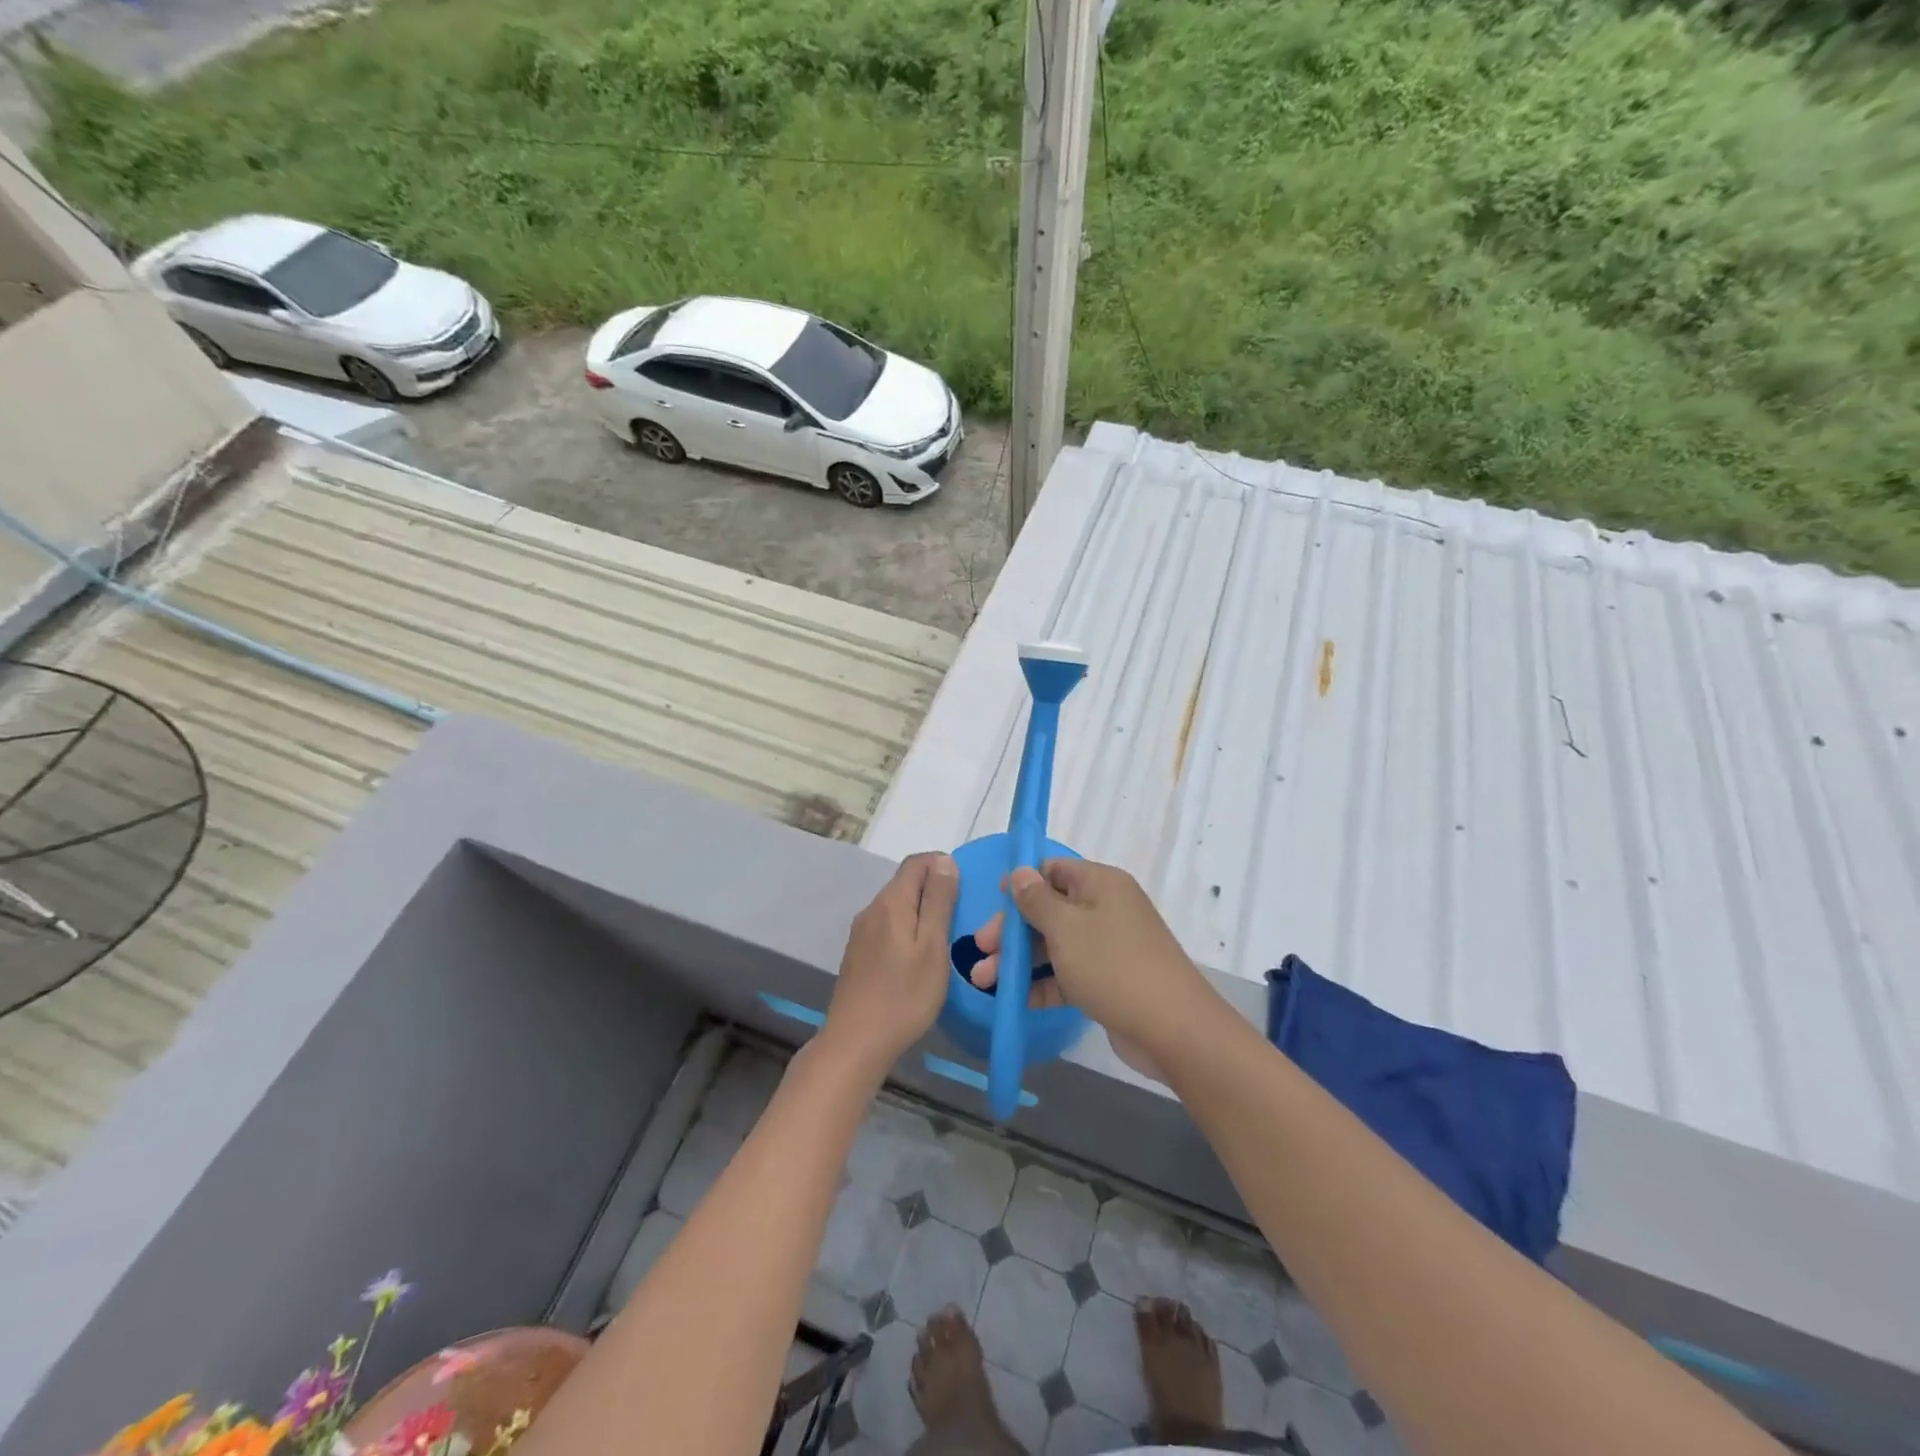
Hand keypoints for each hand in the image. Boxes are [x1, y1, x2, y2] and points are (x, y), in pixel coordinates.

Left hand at [823, 852, 959, 1075]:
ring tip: (945, 936)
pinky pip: (888, 927)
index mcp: (891, 902)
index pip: (917, 862)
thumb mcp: (932, 945)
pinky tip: (919, 956)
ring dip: (921, 911)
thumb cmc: (904, 994)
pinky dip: (907, 929)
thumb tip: (944, 861)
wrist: (856, 1042)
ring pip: (896, 906)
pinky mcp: (858, 954)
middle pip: (905, 883)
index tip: (966, 887)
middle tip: (961, 915)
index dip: (942, 865)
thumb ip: (938, 901)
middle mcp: (871, 909)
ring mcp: (861, 933)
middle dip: (934, 888)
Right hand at [968, 859, 1206, 1064]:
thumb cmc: (1113, 966)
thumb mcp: (1066, 928)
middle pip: (1049, 910)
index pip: (1053, 870)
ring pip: (1055, 945)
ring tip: (983, 981)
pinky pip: (1068, 973)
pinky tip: (1014, 1000)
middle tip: (980, 950)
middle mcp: (1106, 908)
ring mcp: (1109, 946)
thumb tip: (1019, 872)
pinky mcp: (1109, 980)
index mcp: (1100, 883)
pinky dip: (1043, 983)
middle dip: (1012, 930)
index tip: (992, 902)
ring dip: (1020, 961)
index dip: (1020, 883)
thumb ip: (1036, 900)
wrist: (1173, 1029)